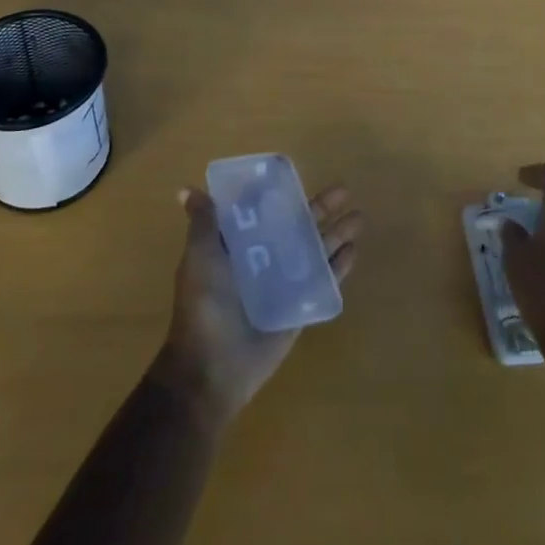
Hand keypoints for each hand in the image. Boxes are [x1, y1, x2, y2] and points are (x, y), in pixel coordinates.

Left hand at [151, 183, 362, 429]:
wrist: (212, 369)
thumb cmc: (204, 306)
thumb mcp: (200, 258)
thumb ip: (203, 223)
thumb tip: (185, 189)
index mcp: (239, 244)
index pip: (264, 211)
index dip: (280, 194)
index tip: (298, 175)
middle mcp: (263, 258)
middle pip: (297, 226)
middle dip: (320, 209)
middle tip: (345, 190)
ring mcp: (283, 283)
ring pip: (315, 250)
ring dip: (336, 234)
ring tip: (359, 218)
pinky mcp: (298, 307)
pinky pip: (322, 281)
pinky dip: (338, 267)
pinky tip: (354, 251)